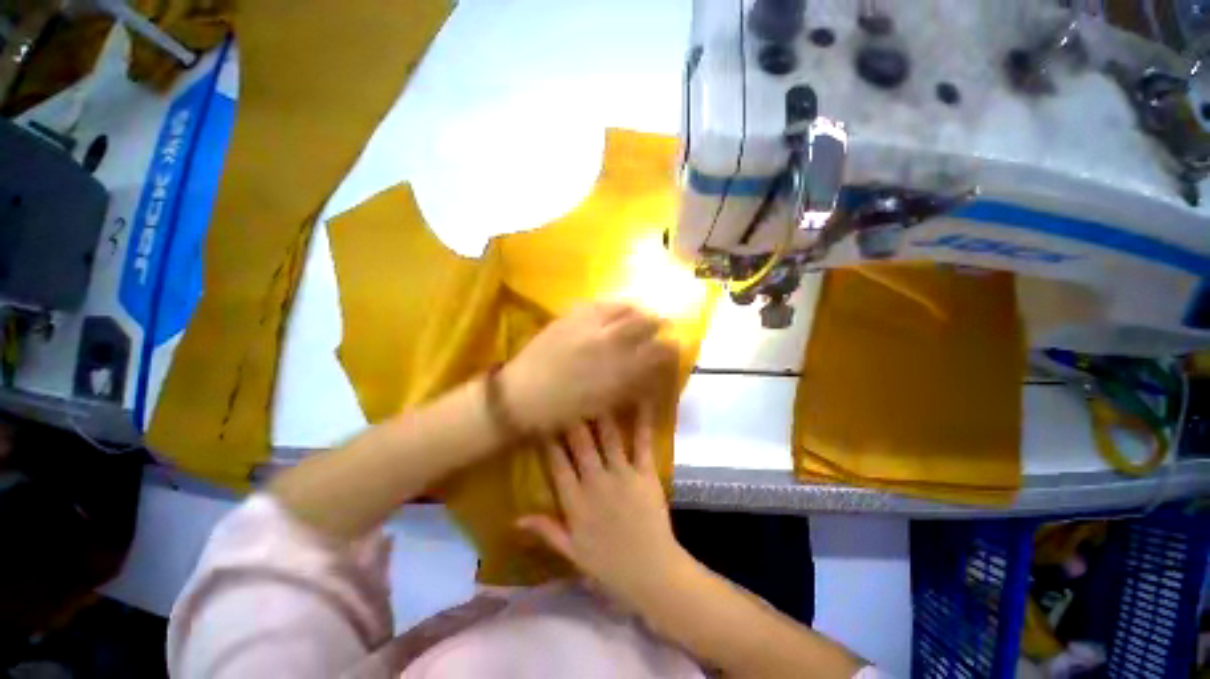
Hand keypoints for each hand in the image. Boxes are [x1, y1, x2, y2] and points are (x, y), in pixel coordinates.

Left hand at [502, 303, 676, 433]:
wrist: (522, 395)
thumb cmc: (564, 409)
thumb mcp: (605, 402)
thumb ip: (632, 383)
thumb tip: (652, 368)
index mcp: (618, 369)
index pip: (657, 350)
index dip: (670, 346)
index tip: (675, 345)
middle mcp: (608, 341)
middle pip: (644, 322)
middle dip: (657, 322)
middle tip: (660, 326)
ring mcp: (588, 325)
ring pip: (623, 308)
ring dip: (636, 311)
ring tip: (637, 316)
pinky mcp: (570, 316)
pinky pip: (599, 303)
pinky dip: (612, 306)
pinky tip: (611, 312)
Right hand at [516, 403, 688, 607]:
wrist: (650, 573)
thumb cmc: (608, 565)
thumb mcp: (570, 552)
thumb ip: (545, 530)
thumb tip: (514, 519)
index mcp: (575, 501)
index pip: (557, 463)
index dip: (549, 440)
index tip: (544, 420)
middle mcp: (595, 481)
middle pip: (580, 444)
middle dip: (573, 418)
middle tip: (568, 395)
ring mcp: (621, 475)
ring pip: (608, 438)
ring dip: (601, 414)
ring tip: (597, 391)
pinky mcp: (645, 474)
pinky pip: (642, 444)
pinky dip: (642, 422)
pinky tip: (641, 402)